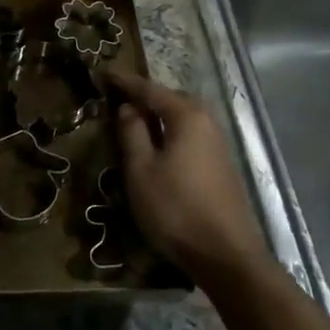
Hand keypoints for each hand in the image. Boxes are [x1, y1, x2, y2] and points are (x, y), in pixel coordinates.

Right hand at [106, 68, 267, 283]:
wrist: (226, 255)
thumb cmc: (176, 209)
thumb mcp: (141, 170)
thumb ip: (132, 133)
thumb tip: (128, 108)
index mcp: (186, 116)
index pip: (149, 89)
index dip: (124, 82)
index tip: (103, 73)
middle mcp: (207, 121)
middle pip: (171, 99)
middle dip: (146, 96)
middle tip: (119, 97)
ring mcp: (218, 143)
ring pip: (183, 118)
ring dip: (160, 116)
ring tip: (135, 122)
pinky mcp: (222, 165)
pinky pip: (191, 135)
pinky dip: (172, 133)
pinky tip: (160, 147)